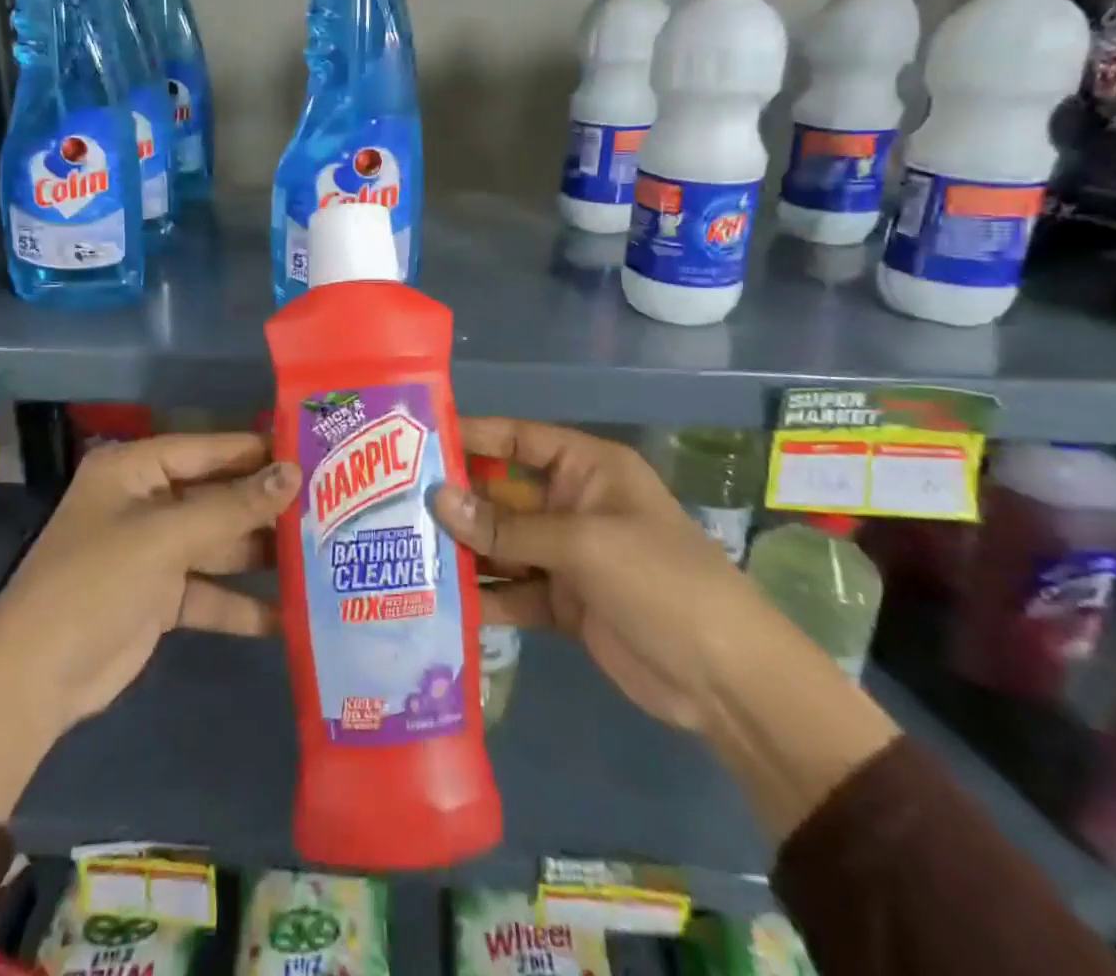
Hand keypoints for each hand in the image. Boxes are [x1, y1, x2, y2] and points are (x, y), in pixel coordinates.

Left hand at [0, 433, 299, 818]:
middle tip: (328, 504)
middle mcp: (145, 503)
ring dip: (260, 554)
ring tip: (321, 553)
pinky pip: (210, 592)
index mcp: (134, 470)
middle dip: (264, 506)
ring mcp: (153, 552)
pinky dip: (241, 605)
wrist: (36, 678)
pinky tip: (290, 615)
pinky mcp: (160, 598)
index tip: (310, 450)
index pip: (206, 448)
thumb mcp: (166, 536)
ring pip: (218, 545)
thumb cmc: (97, 581)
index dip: (255, 450)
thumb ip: (232, 506)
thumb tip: (293, 473)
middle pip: (216, 497)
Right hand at [437, 418, 898, 840]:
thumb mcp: (582, 544)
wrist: (725, 681)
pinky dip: (482, 596)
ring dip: (461, 550)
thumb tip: (437, 499)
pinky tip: (438, 602)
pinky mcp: (562, 602)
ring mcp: (565, 555)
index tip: (415, 440)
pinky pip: (511, 589)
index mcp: (586, 469)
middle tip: (390, 504)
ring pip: (500, 544)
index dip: (470, 435)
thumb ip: (507, 526)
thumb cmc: (660, 581)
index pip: (517, 439)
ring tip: (401, 552)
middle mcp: (570, 504)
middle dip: (454, 501)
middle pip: (500, 493)